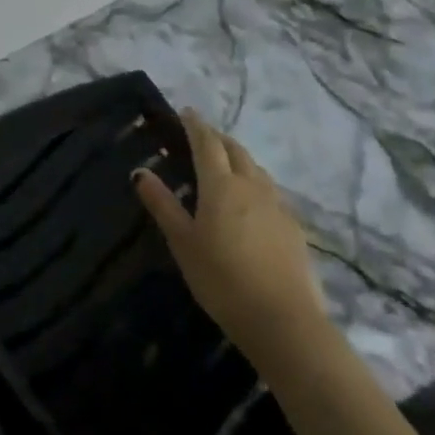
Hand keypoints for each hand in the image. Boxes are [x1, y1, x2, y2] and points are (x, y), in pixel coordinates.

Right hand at [134, 110, 328, 360]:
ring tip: (226, 163)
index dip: (195, 125)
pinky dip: (255, 182)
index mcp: (221, 185)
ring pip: (256, 169)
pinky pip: (270, 191)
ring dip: (239, 157)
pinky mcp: (294, 228)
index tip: (186, 112)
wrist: (285, 322)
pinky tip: (251, 200)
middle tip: (202, 135)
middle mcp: (252, 186)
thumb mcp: (183, 243)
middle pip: (235, 150)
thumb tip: (140, 171)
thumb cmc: (222, 280)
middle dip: (218, 137)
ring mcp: (277, 206)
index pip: (207, 143)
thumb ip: (162, 205)